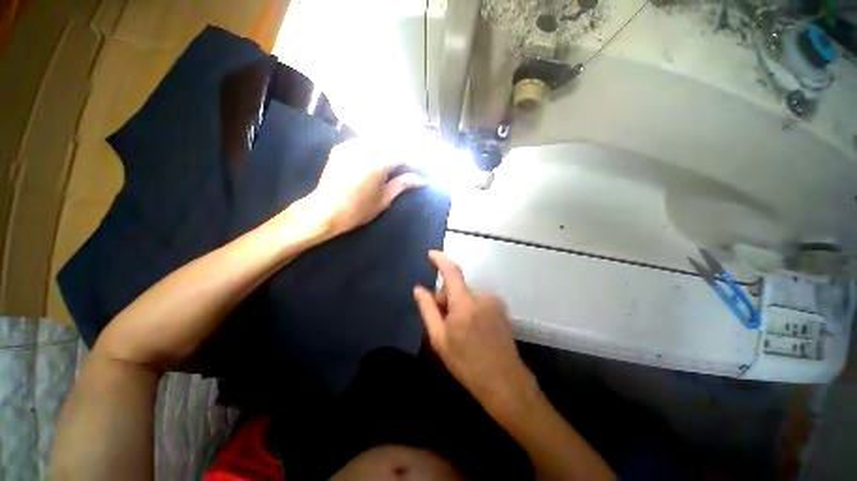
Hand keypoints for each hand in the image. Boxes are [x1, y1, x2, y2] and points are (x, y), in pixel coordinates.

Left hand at [300, 138, 426, 237]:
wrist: (325, 211)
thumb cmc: (358, 210)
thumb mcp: (384, 199)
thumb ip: (403, 184)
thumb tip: (421, 180)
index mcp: (379, 162)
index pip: (404, 153)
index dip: (415, 159)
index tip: (422, 167)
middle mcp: (365, 148)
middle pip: (392, 141)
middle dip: (404, 149)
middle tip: (411, 162)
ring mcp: (351, 145)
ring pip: (377, 138)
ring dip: (389, 145)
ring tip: (396, 158)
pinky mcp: (341, 148)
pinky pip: (363, 141)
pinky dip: (374, 146)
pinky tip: (377, 155)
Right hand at [413, 251, 535, 416]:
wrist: (504, 382)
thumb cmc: (467, 363)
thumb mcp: (439, 339)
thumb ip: (428, 310)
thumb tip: (418, 289)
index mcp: (465, 303)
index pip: (452, 272)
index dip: (440, 260)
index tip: (431, 254)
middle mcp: (481, 296)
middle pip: (456, 288)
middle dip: (445, 299)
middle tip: (442, 322)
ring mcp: (494, 302)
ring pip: (467, 295)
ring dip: (458, 305)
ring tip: (459, 330)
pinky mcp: (501, 308)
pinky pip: (479, 301)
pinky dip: (470, 309)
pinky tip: (473, 330)